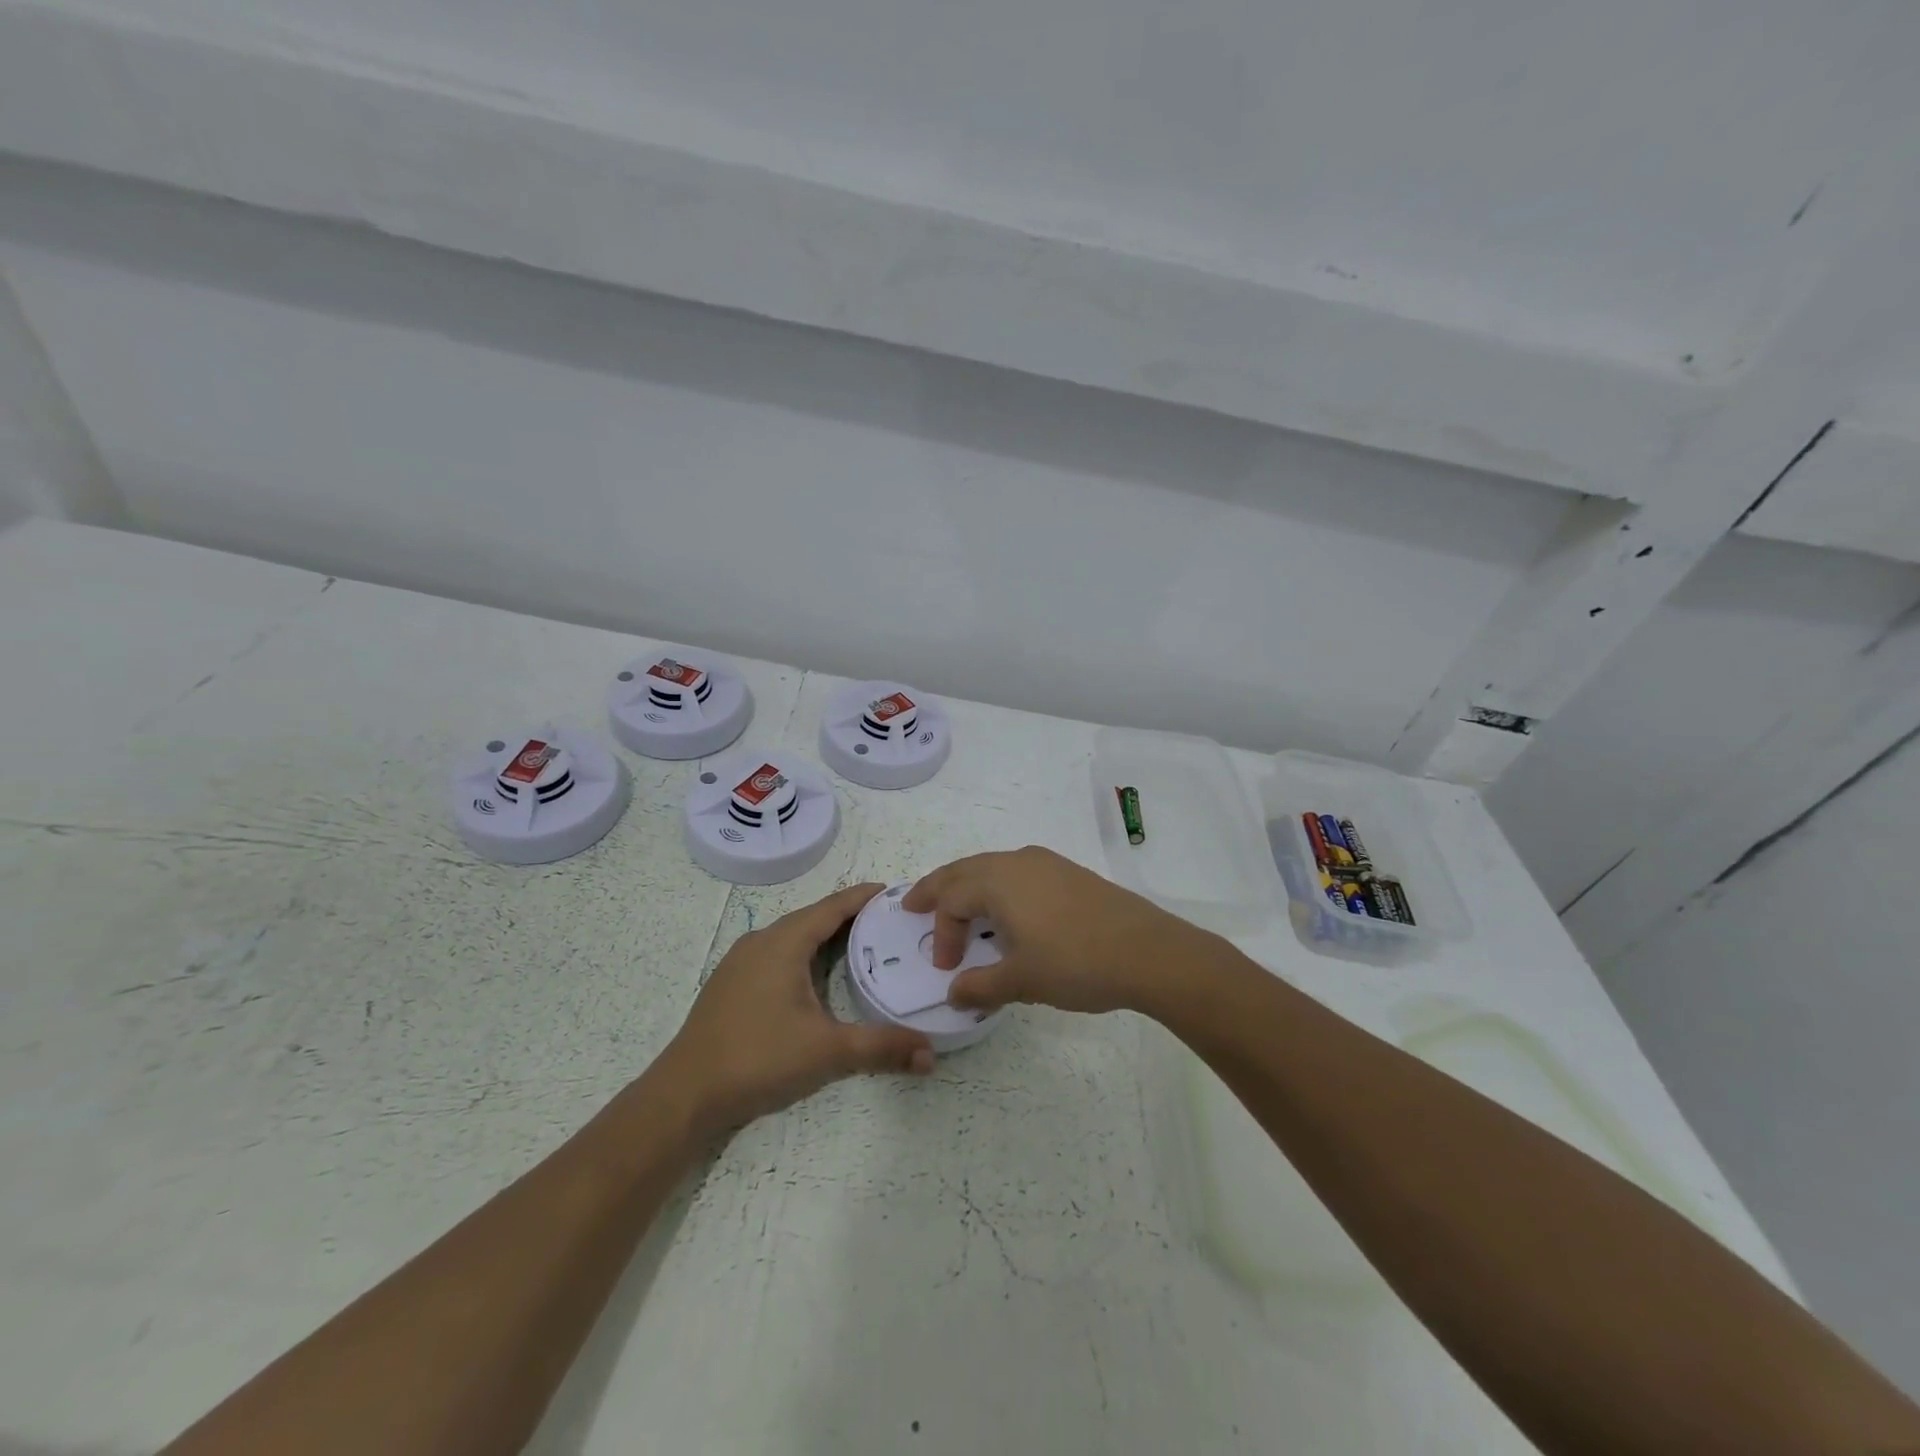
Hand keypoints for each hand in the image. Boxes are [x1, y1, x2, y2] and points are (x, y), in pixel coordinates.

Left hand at [662, 883, 934, 1136]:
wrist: (684, 1095)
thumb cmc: (758, 1058)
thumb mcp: (827, 1051)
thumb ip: (881, 1048)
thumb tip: (931, 1055)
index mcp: (784, 942)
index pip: (832, 907)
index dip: (864, 897)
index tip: (895, 891)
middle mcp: (761, 941)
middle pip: (814, 918)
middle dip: (851, 917)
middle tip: (889, 922)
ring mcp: (741, 962)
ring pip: (793, 937)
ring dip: (826, 936)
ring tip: (862, 945)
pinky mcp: (731, 984)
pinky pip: (777, 954)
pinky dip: (805, 954)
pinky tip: (818, 977)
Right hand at [902, 847, 1204, 1015]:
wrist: (1148, 952)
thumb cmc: (1076, 963)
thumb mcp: (1022, 981)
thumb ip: (981, 986)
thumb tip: (954, 993)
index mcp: (998, 881)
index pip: (952, 900)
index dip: (943, 934)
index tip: (948, 969)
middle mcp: (1018, 862)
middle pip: (964, 870)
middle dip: (937, 887)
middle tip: (913, 903)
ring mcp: (1046, 864)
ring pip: (992, 867)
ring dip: (968, 886)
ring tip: (958, 907)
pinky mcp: (1069, 873)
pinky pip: (1018, 873)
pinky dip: (998, 887)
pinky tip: (1007, 912)